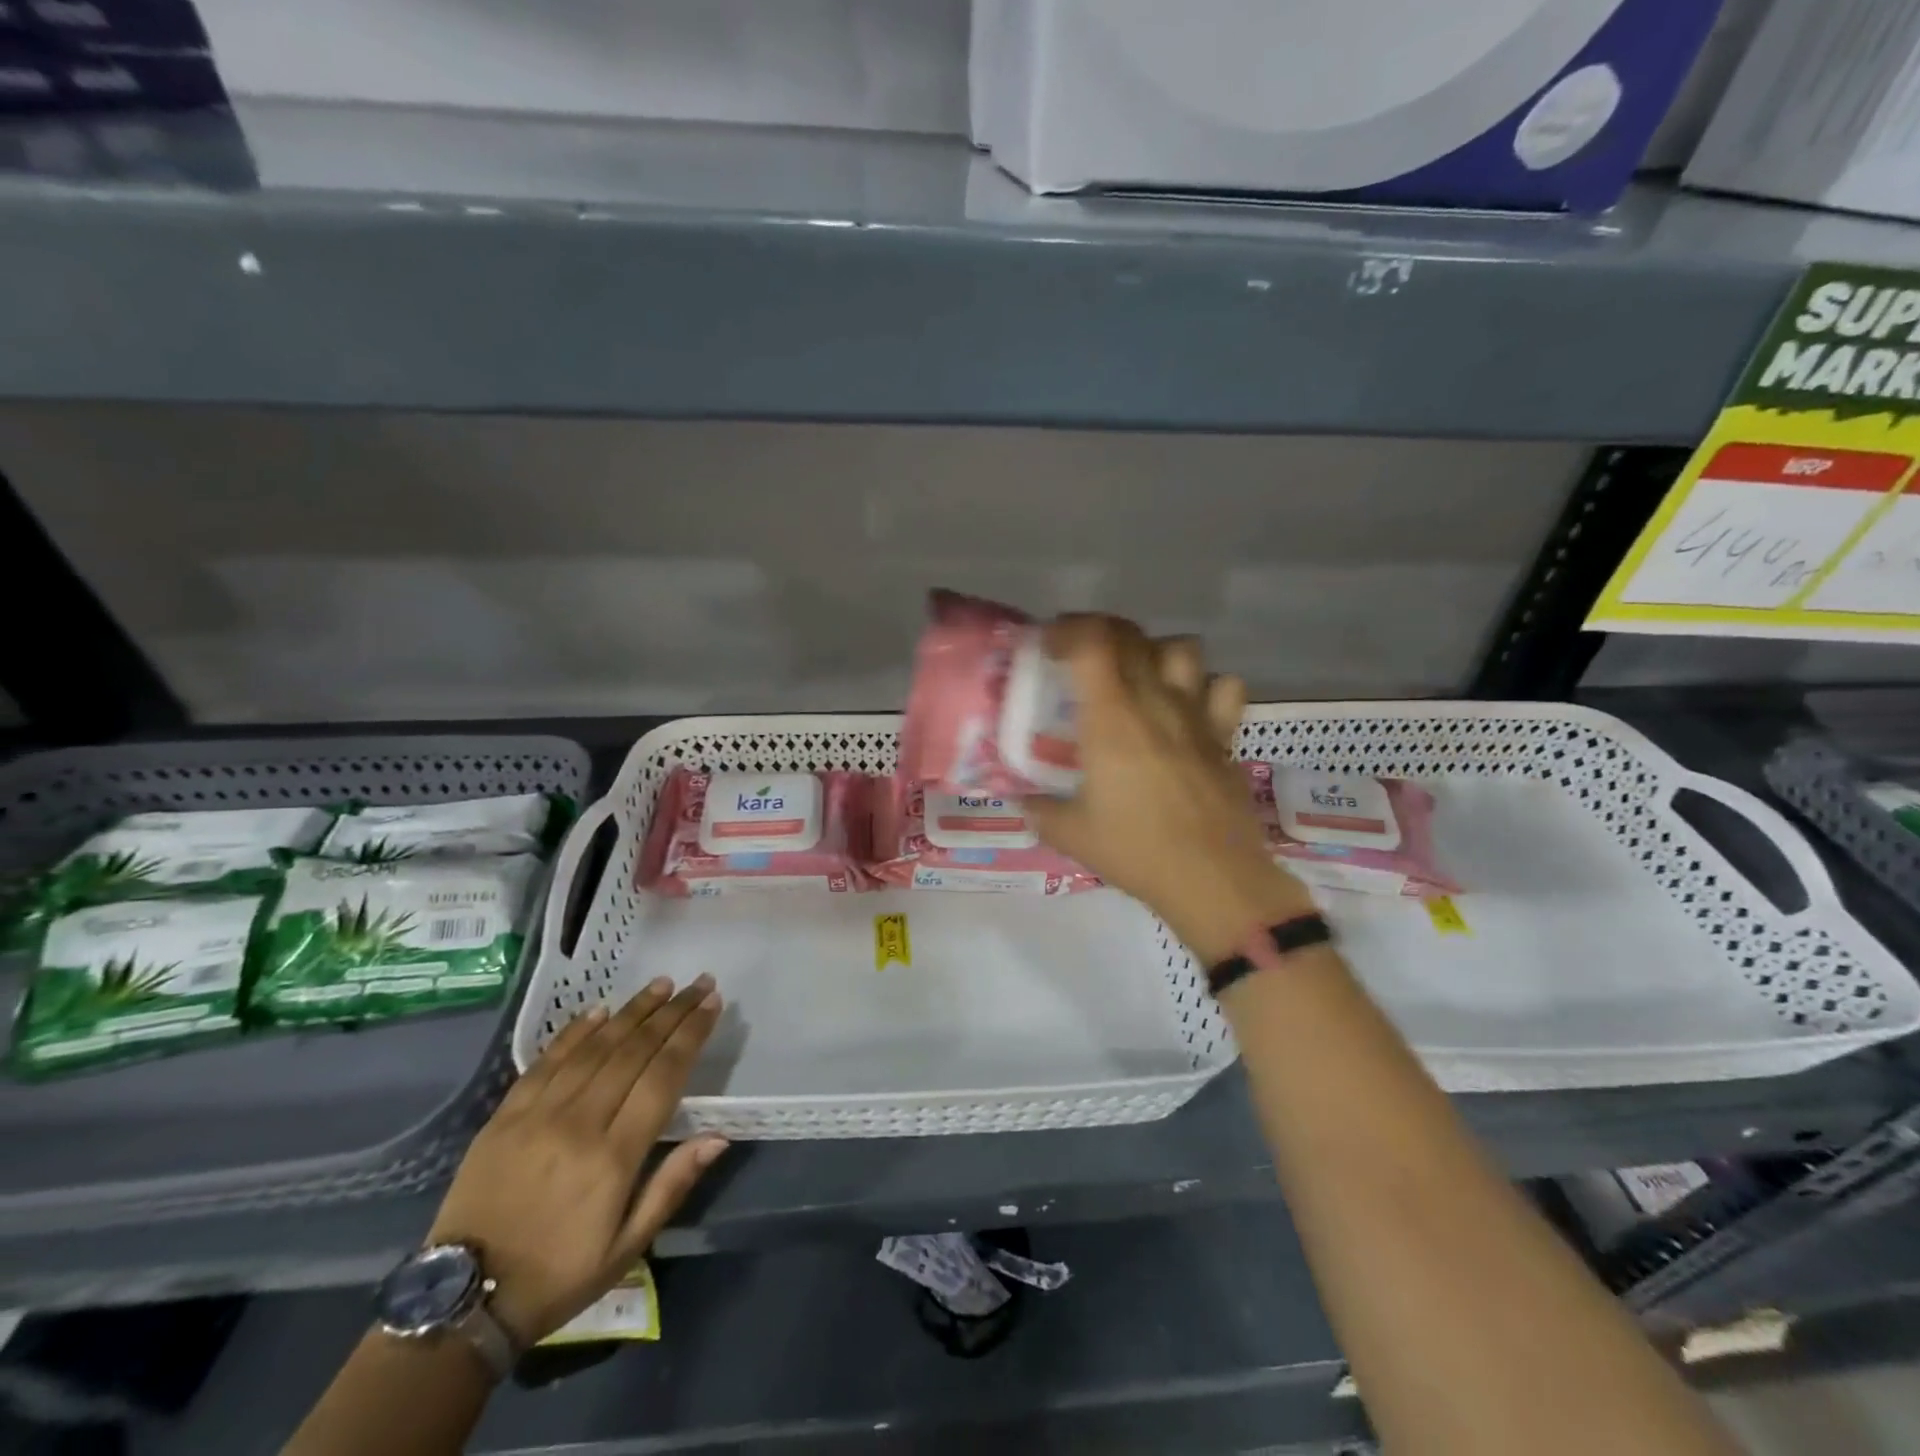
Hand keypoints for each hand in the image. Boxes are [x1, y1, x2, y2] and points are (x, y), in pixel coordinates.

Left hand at [426, 975, 728, 1346]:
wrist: (463, 1302)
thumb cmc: (560, 1275)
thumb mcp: (627, 1246)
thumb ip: (672, 1185)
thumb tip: (718, 1137)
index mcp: (614, 1157)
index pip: (664, 1076)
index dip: (691, 1034)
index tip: (712, 1003)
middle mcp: (579, 1124)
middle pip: (635, 1051)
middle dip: (672, 1012)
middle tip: (697, 983)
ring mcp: (538, 1115)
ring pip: (595, 1047)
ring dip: (632, 1011)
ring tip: (661, 985)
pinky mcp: (505, 1116)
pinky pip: (547, 1061)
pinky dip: (576, 1031)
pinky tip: (600, 1010)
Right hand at [1026, 615, 1313, 964]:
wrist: (1212, 878)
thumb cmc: (1136, 851)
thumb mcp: (1070, 834)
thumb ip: (1039, 810)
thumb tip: (1023, 800)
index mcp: (1111, 718)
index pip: (1092, 641)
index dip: (1067, 630)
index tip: (1049, 646)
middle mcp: (1155, 702)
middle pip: (1131, 635)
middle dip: (1099, 632)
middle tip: (1080, 657)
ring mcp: (1196, 715)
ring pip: (1182, 648)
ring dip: (1154, 650)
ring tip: (1137, 674)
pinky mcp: (1225, 736)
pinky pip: (1224, 687)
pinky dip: (1205, 686)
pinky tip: (1189, 706)